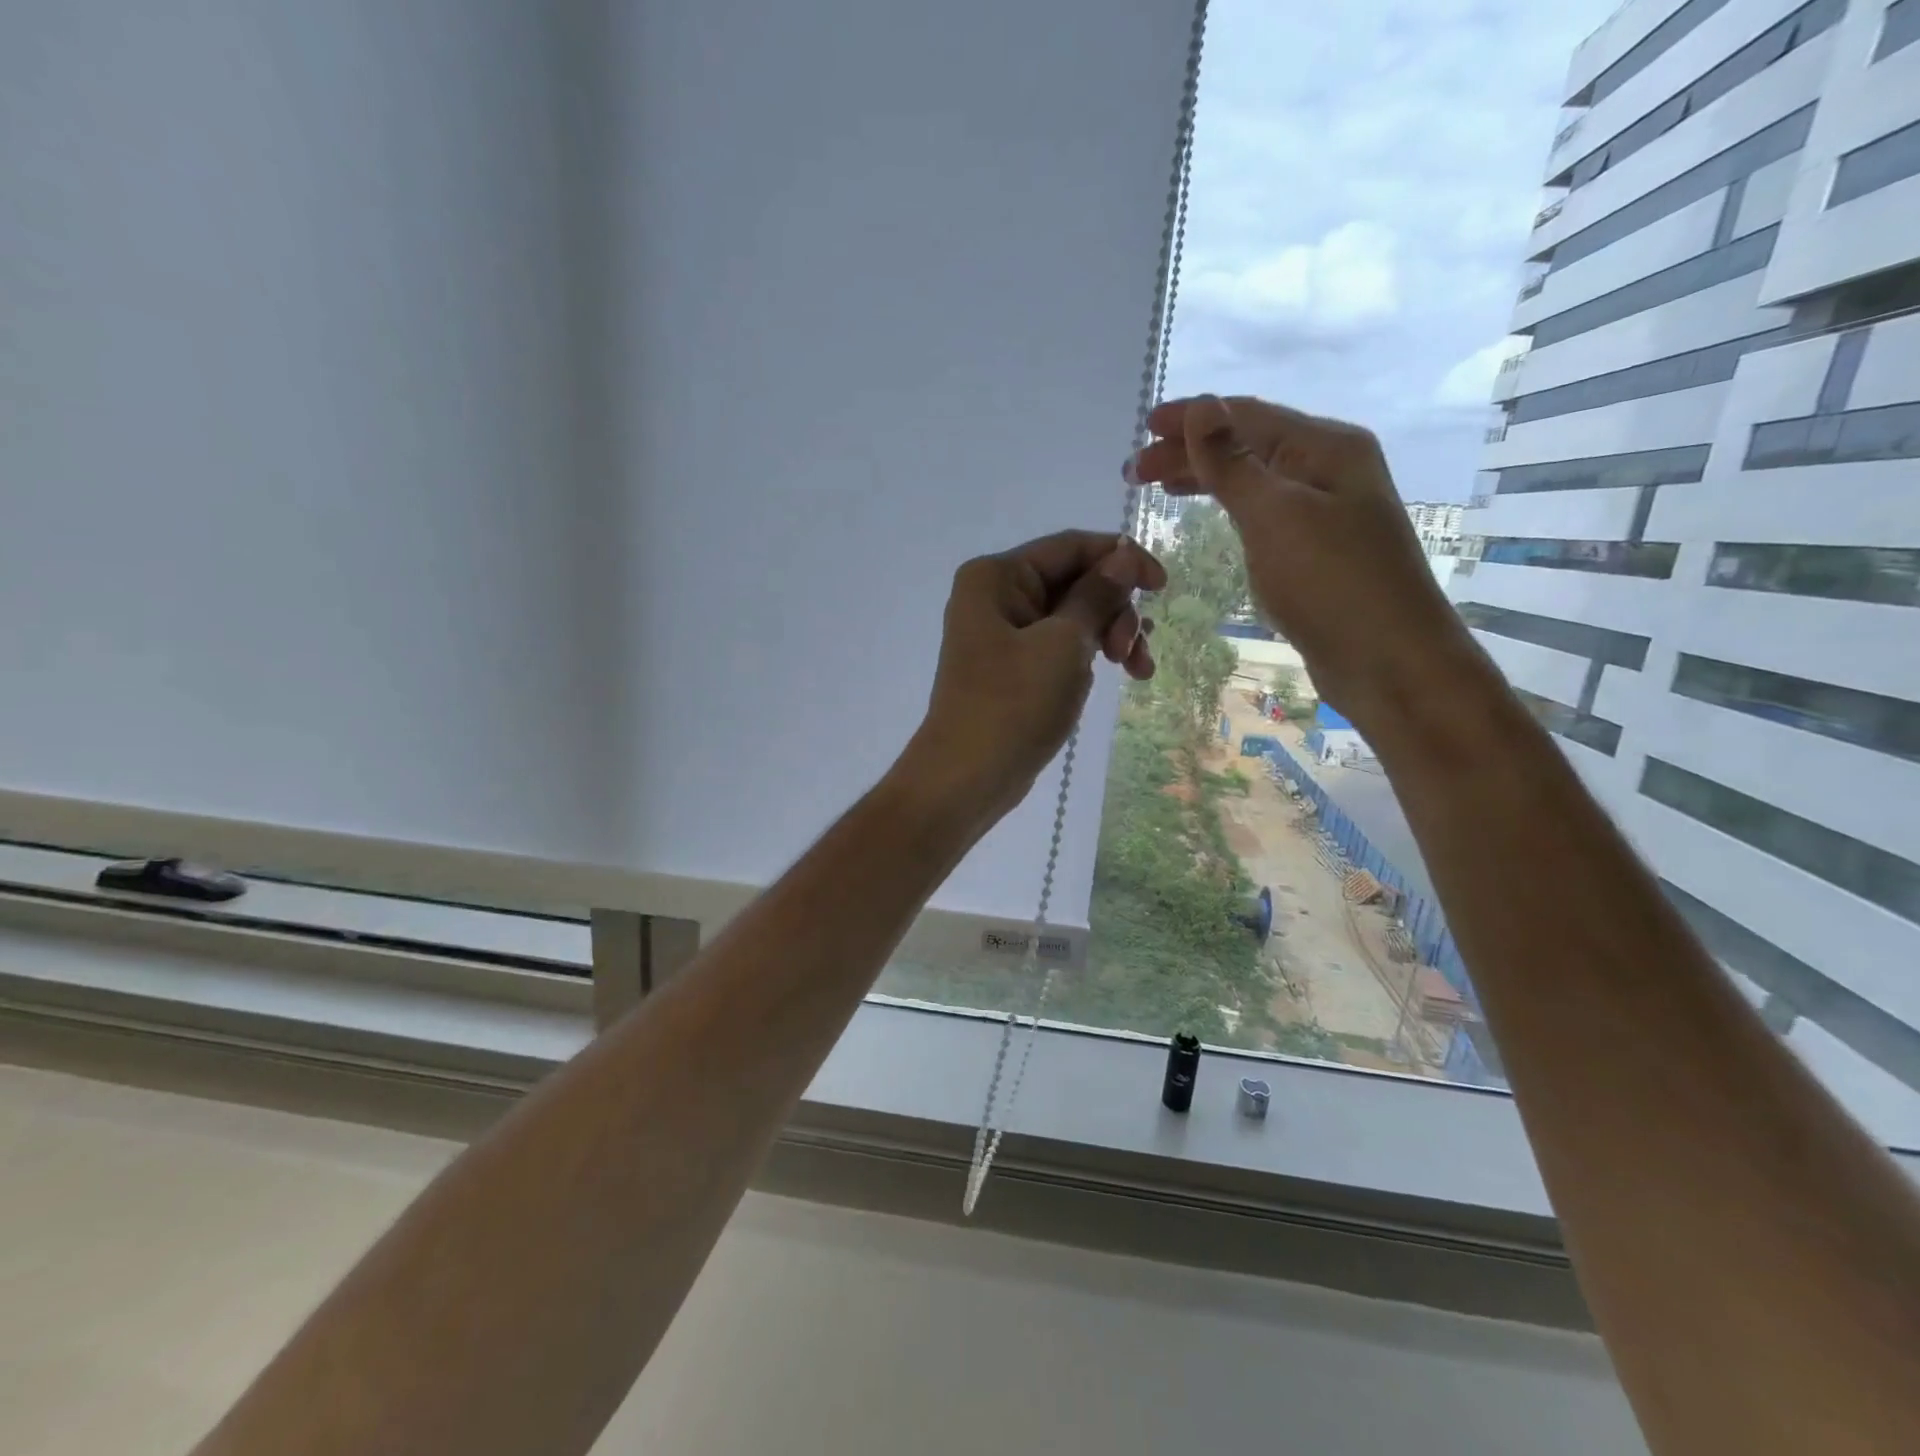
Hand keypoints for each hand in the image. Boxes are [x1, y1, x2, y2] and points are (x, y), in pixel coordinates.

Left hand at [902, 531, 1165, 820]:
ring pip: (1073, 616)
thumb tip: (1124, 555)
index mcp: (996, 576)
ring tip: (1137, 670)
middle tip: (1132, 650)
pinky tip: (1119, 675)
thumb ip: (1097, 595)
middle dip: (1115, 610)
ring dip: (1110, 635)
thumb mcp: (1064, 643)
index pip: (1070, 547)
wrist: (967, 777)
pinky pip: (1060, 645)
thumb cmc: (1013, 704)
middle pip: (1074, 581)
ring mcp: (1002, 634)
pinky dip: (1090, 656)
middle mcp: (995, 596)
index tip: (1163, 587)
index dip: (1121, 559)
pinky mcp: (1013, 667)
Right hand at [1132, 394, 1482, 737]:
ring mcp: (1326, 510)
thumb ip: (1231, 463)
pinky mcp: (1318, 548)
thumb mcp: (1274, 515)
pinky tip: (1211, 514)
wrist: (1389, 660)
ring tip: (1161, 489)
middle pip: (1249, 444)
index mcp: (1325, 447)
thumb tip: (1202, 406)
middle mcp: (1329, 468)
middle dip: (1190, 452)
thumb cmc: (1331, 582)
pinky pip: (1263, 511)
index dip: (1192, 418)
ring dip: (1206, 478)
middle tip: (1135, 473)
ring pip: (1254, 479)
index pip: (1247, 416)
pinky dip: (1230, 507)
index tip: (1141, 430)